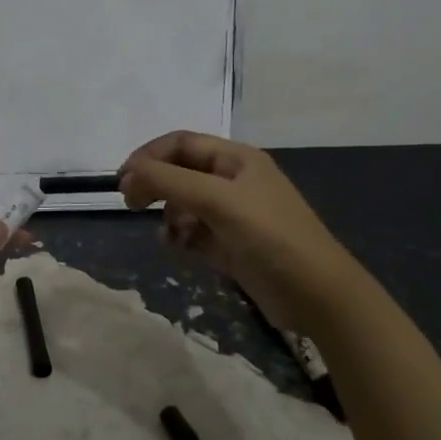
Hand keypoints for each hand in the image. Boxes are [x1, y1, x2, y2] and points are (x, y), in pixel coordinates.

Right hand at [117, 132, 362, 308]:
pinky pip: (193, 231)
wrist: (318, 296)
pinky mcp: (230, 244)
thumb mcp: (218, 201)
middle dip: (154, 184)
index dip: (148, 156)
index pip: (181, 143)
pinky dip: (180, 236)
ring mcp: (232, 214)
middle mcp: (233, 181)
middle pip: (180, 171)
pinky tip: (178, 248)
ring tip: (167, 233)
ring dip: (167, 213)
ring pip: (183, 203)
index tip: (122, 180)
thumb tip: (128, 174)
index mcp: (236, 159)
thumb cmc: (270, 237)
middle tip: (131, 204)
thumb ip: (169, 181)